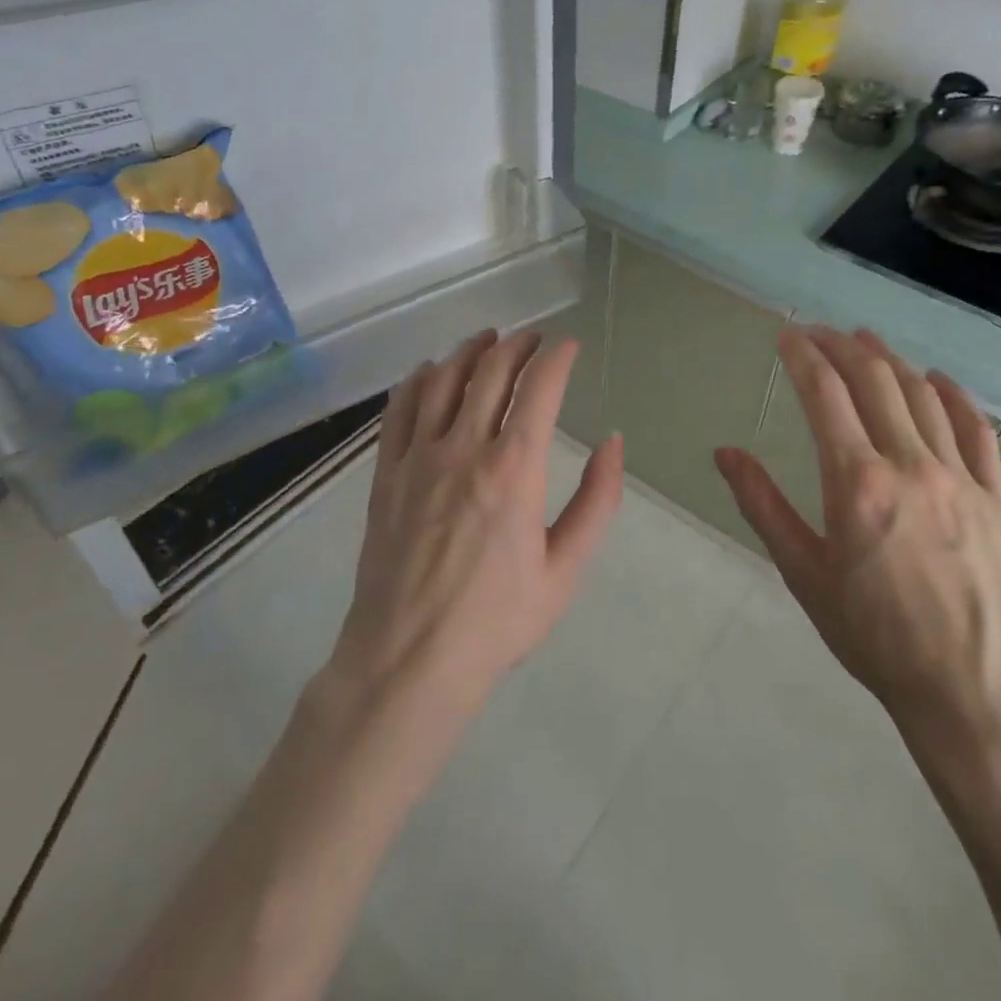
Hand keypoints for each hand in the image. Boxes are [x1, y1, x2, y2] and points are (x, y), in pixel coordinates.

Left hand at [331, 328, 623, 712]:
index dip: (557, 357)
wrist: (408, 661)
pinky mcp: (386, 474)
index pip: (539, 388)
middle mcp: (464, 448)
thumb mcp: (565, 570)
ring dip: (469, 351)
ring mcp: (418, 458)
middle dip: (517, 345)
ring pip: (443, 380)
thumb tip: (613, 443)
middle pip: (491, 371)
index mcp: (514, 469)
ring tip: (487, 339)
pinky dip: (418, 380)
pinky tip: (430, 371)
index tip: (568, 346)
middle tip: (533, 339)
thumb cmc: (496, 621)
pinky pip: (399, 409)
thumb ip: (596, 501)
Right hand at [714, 326, 1000, 754]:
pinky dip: (952, 395)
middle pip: (874, 380)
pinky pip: (975, 429)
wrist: (970, 690)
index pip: (825, 394)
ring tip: (866, 340)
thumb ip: (763, 505)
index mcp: (857, 482)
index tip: (787, 336)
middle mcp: (909, 464)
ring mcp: (959, 477)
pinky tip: (936, 380)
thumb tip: (725, 453)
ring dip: (890, 360)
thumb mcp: (804, 573)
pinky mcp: (994, 496)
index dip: (803, 356)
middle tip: (819, 332)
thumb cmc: (873, 636)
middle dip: (842, 346)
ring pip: (922, 395)